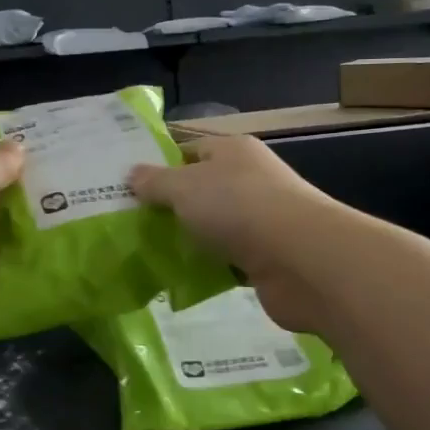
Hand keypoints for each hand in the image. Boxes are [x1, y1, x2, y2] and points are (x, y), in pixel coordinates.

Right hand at [129, 136, 337, 331]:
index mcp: (233, 151)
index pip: (189, 150)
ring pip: (214, 227)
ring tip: (147, 254)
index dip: (159, 165)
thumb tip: (132, 174)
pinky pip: (227, 260)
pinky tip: (180, 279)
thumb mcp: (184, 187)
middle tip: (130, 223)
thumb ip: (155, 182)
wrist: (301, 259)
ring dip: (189, 240)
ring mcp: (261, 220)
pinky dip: (208, 268)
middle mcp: (250, 180)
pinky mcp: (267, 258)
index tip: (127, 187)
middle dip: (170, 207)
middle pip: (201, 190)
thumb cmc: (238, 207)